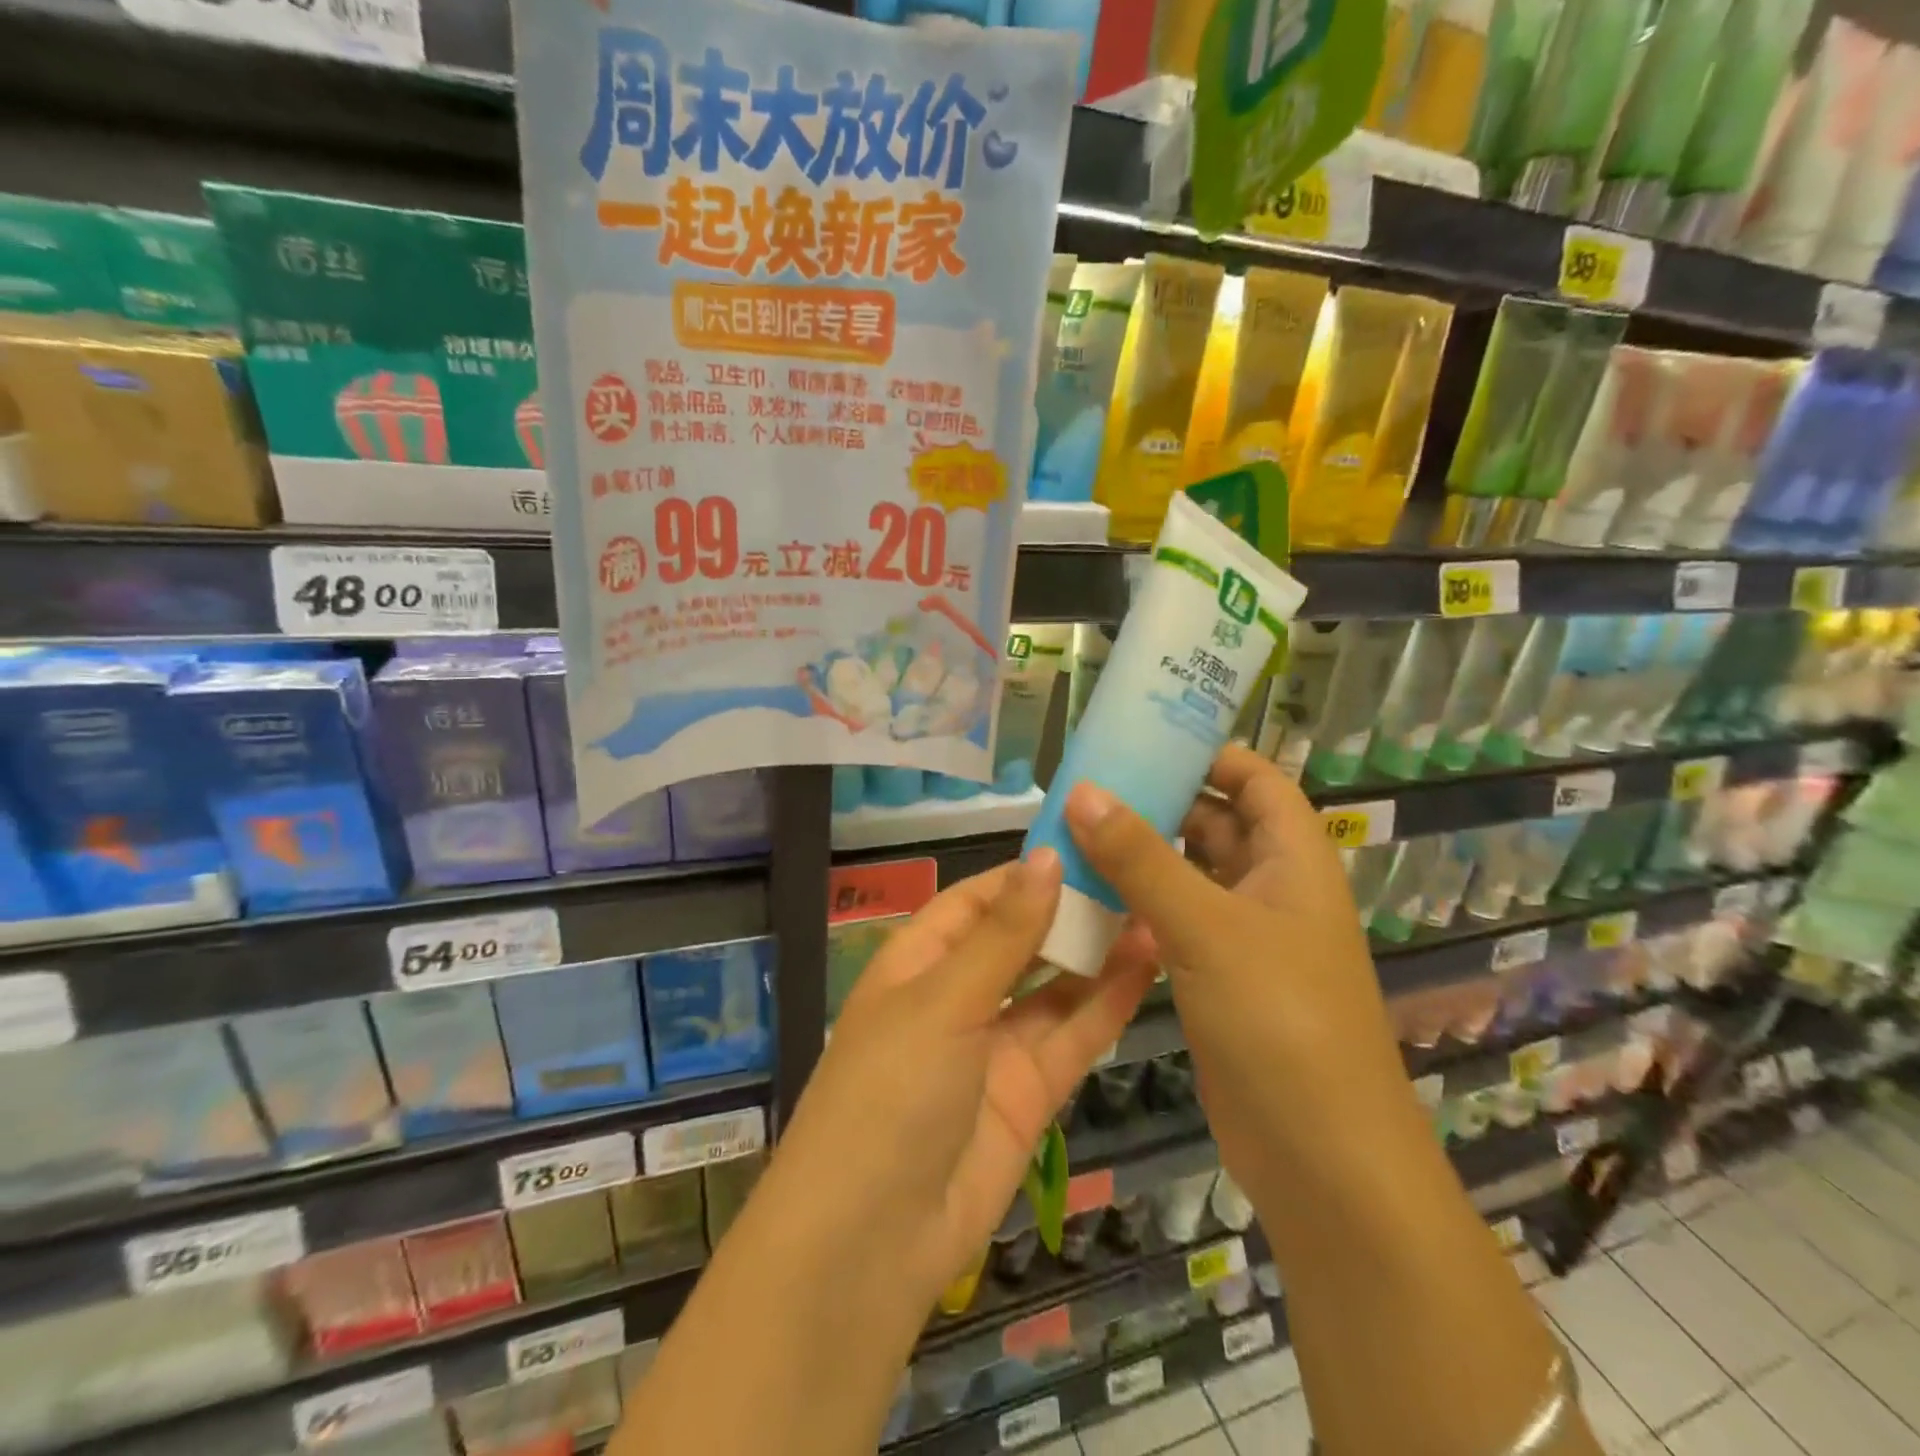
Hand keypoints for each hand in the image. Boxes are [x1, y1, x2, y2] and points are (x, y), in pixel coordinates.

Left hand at [774, 852, 1156, 1306]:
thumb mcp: (943, 1001)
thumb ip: (1003, 935)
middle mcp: (956, 997)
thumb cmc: (890, 1092)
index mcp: (917, 962)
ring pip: (1053, 988)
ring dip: (1096, 953)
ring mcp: (995, 1047)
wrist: (872, 1242)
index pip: (974, 902)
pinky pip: (1072, 1037)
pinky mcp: (1030, 1093)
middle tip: (1132, 871)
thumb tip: (1045, 857)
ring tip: (1152, 908)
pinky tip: (1148, 965)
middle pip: (1018, 941)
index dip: (1023, 875)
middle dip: (1067, 911)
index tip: (1080, 845)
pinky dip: (1107, 1003)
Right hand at [1062, 745, 1411, 1183]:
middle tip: (1088, 784)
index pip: (1257, 780)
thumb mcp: (1207, 928)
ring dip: (1141, 855)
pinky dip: (1137, 904)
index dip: (1210, 753)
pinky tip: (1086, 897)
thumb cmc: (1280, 1021)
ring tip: (1073, 831)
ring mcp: (1244, 937)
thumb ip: (1141, 859)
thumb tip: (1082, 791)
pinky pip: (1174, 921)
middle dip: (1159, 800)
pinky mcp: (1217, 978)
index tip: (1144, 739)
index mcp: (1293, 860)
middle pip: (1216, 822)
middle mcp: (1272, 889)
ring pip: (1188, 874)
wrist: (1321, 1157)